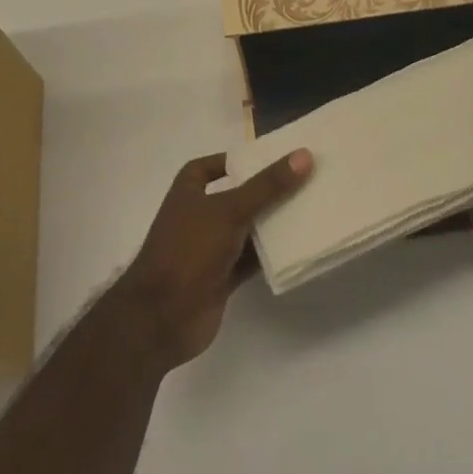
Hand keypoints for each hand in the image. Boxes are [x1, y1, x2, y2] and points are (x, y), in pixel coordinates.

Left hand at [113, 148, 312, 372]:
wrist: (161, 318)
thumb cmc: (188, 249)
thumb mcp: (230, 210)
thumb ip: (267, 185)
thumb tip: (304, 155)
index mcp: (189, 191)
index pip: (213, 165)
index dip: (237, 161)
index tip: (271, 158)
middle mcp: (198, 215)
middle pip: (237, 196)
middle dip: (265, 191)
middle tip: (304, 179)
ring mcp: (210, 248)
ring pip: (247, 229)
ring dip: (272, 223)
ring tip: (310, 208)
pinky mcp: (222, 277)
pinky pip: (252, 258)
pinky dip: (271, 254)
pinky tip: (299, 246)